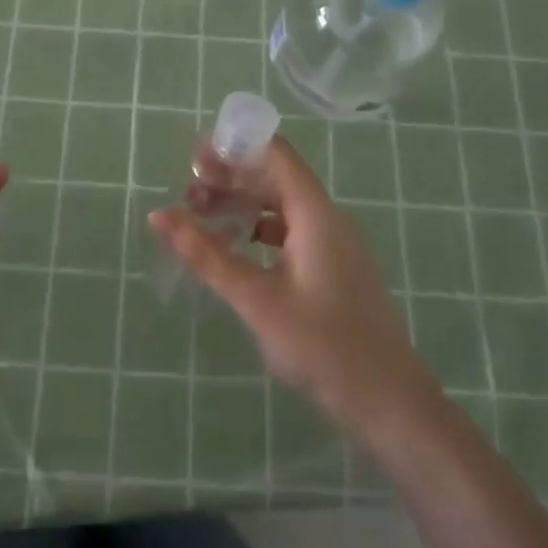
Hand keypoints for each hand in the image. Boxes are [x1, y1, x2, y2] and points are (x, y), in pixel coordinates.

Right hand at [149, 137, 443, 445]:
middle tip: (187, 192)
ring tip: (202, 218)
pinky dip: (259, 230)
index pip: (274, 154)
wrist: (389, 401)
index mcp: (315, 212)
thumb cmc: (322, 345)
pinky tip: (234, 248)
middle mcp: (327, 217)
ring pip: (282, 206)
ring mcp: (334, 243)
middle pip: (275, 178)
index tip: (193, 158)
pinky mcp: (334, 267)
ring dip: (243, 205)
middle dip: (231, 178)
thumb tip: (159, 216)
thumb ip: (206, 254)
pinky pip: (291, 232)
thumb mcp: (255, 298)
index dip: (234, 146)